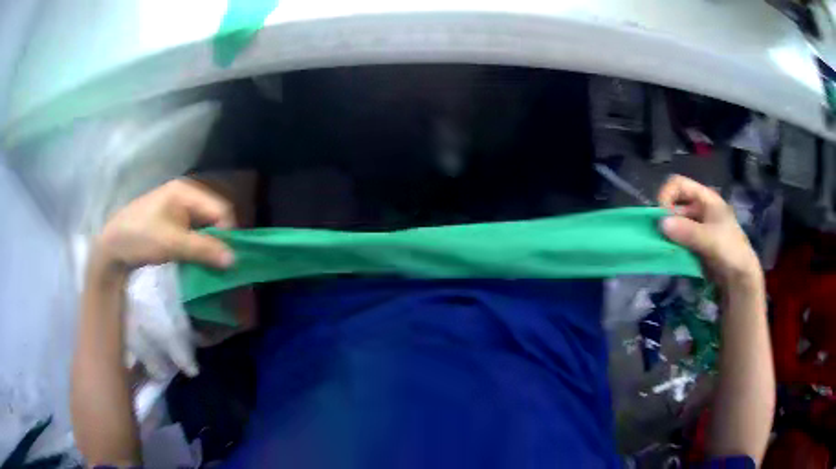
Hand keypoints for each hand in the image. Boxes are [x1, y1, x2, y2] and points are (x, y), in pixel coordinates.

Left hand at [95, 179, 235, 270]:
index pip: (220, 210)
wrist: (111, 247)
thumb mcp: (172, 244)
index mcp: (186, 191)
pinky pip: (193, 232)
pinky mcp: (171, 222)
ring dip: (208, 246)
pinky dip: (197, 247)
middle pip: (213, 217)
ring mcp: (177, 208)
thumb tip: (234, 260)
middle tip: (218, 265)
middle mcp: (185, 195)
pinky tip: (195, 260)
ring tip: (208, 265)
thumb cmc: (140, 237)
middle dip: (219, 241)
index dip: (227, 234)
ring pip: (204, 226)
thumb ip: (203, 249)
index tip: (226, 260)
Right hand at [657, 175, 761, 290]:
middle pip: (674, 204)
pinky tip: (671, 256)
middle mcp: (699, 208)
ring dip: (668, 235)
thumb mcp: (710, 239)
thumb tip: (660, 223)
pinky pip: (678, 239)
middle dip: (666, 219)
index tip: (662, 217)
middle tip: (661, 238)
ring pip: (674, 223)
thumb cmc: (730, 251)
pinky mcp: (694, 243)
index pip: (678, 184)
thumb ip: (687, 231)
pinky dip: (672, 245)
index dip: (666, 196)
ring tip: (665, 249)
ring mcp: (697, 226)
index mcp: (705, 198)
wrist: (741, 278)